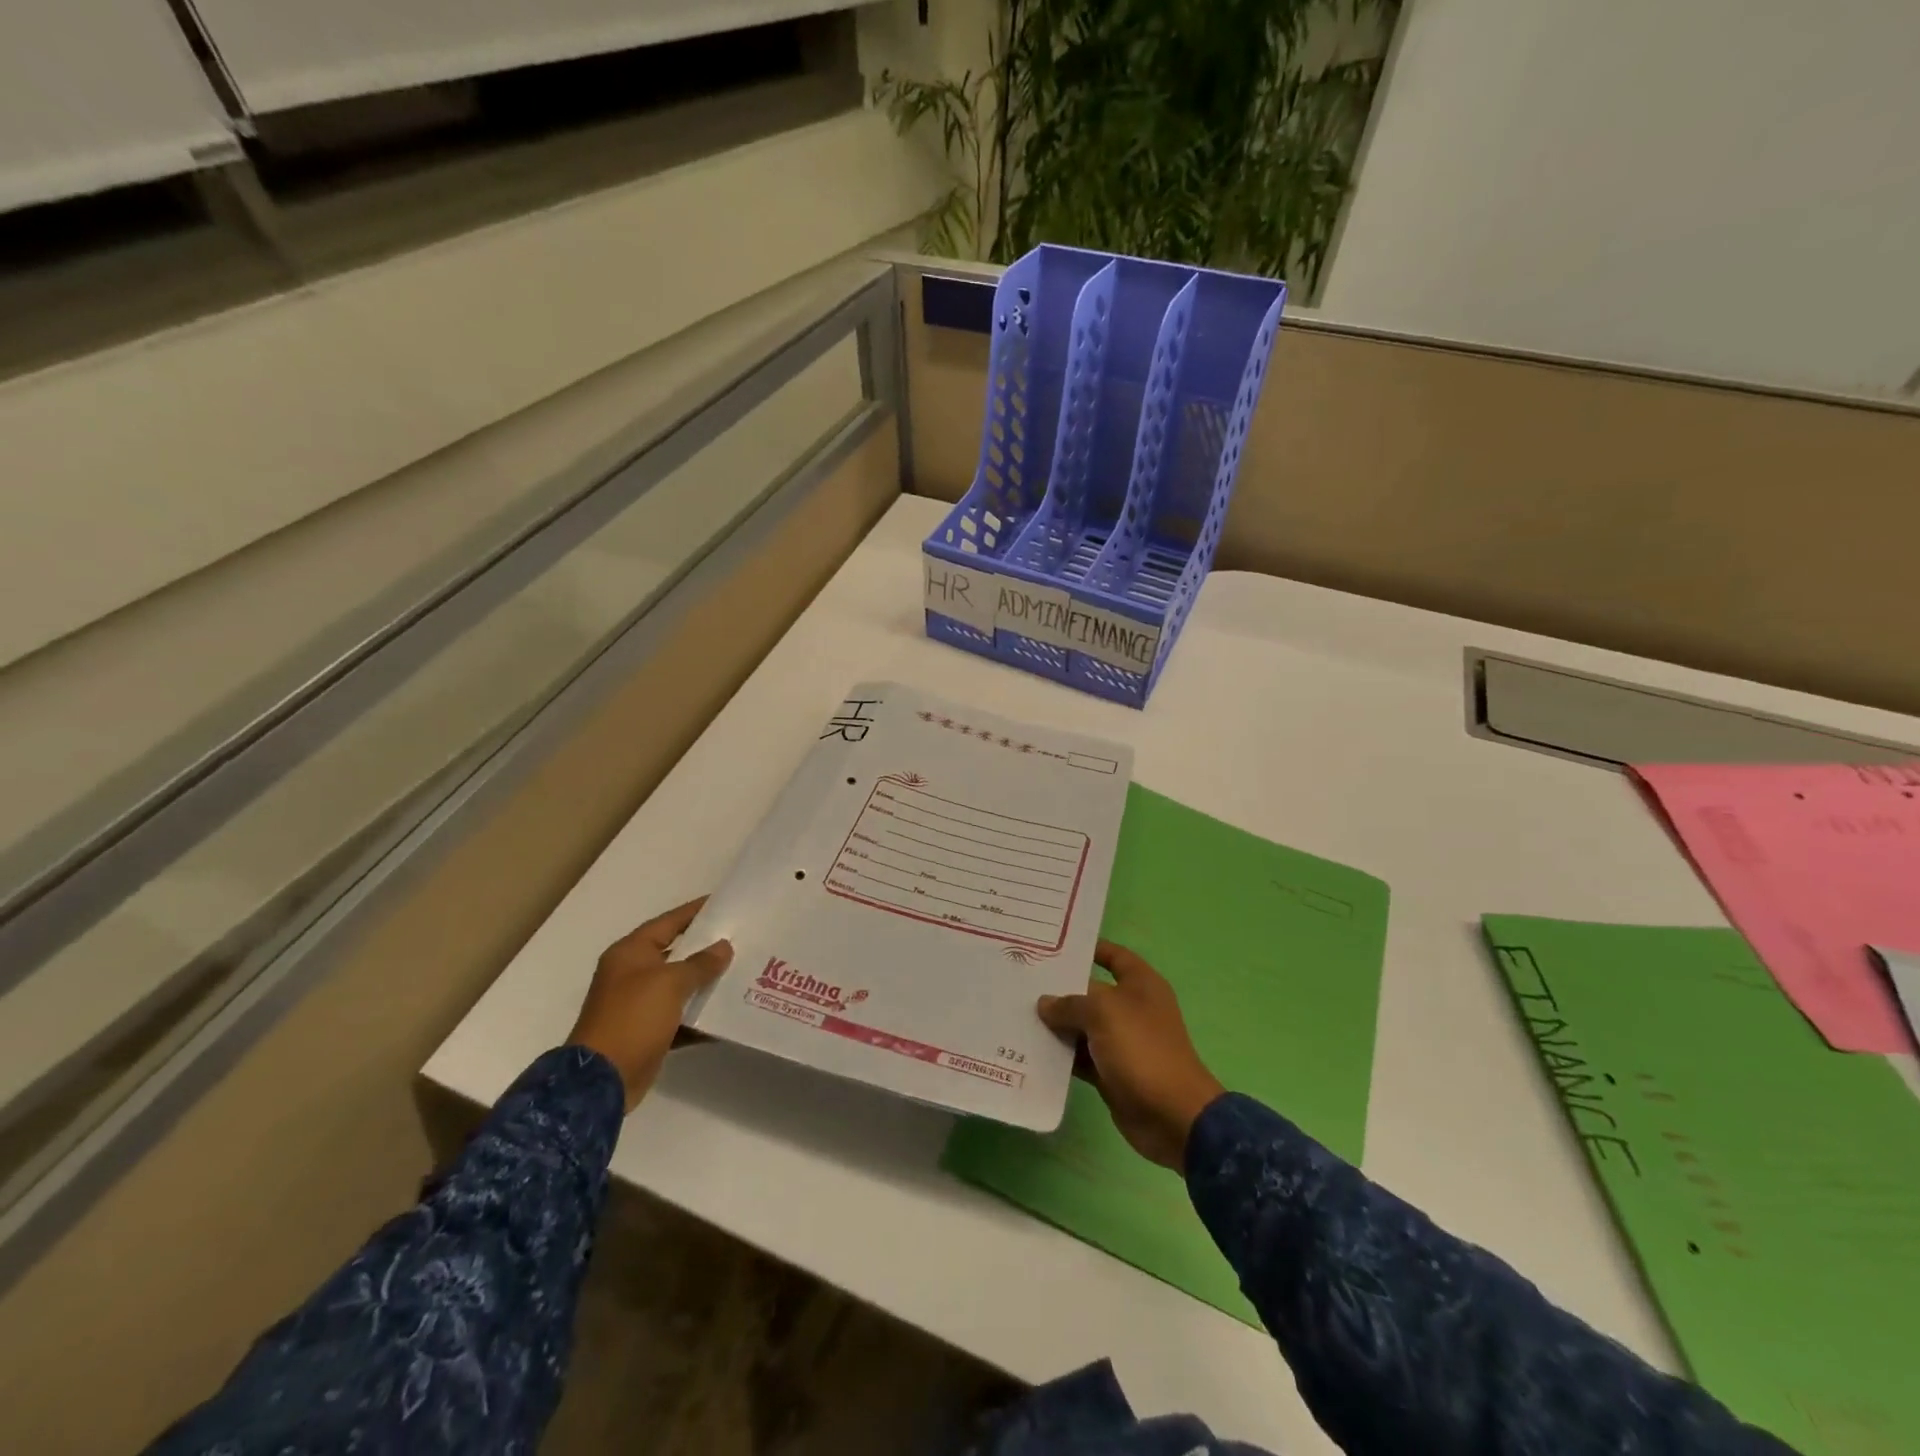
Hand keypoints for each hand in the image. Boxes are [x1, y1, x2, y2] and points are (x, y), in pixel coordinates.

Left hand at [568, 898, 732, 1110]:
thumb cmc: (633, 1018)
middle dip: (707, 948)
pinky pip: (681, 1016)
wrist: (602, 1079)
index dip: (695, 912)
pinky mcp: (648, 1031)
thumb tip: (723, 947)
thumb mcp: (669, 983)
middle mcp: (633, 974)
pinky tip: (727, 1013)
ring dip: (707, 983)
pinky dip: (700, 1015)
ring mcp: (639, 1004)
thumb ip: (700, 963)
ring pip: (680, 985)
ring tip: (742, 972)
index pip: (668, 922)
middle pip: (676, 952)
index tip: (724, 903)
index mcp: (631, 953)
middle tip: (742, 938)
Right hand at [1037, 941, 1224, 1171]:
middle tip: (1021, 982)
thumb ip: (1070, 1004)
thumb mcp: (1103, 1013)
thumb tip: (1045, 1003)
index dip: (1089, 948)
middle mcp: (1131, 1008)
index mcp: (1140, 984)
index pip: (1113, 956)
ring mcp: (1121, 1042)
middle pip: (1091, 992)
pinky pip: (1080, 1057)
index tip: (1054, 946)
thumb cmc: (1142, 1049)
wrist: (1172, 1115)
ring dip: (1056, 1025)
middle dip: (1060, 989)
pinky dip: (1060, 1055)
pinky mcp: (1110, 1072)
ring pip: (1082, 1026)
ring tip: (1016, 1014)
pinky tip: (1031, 1050)